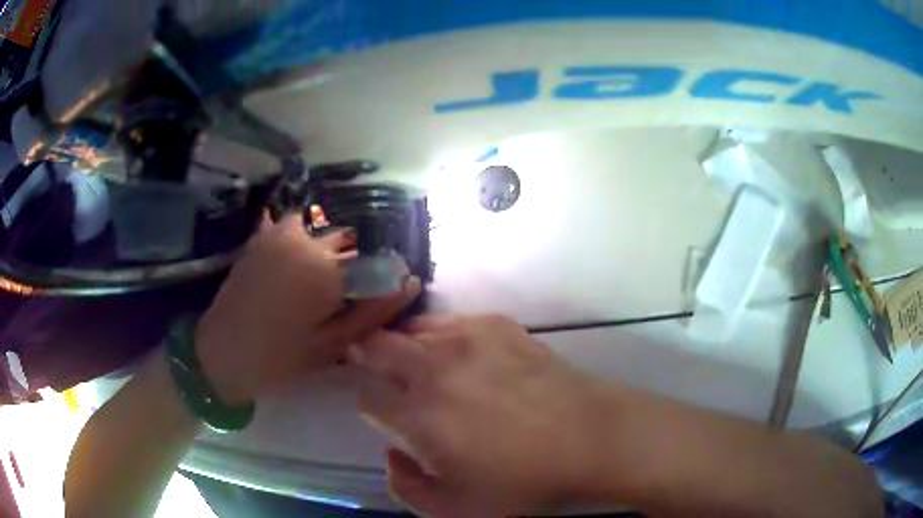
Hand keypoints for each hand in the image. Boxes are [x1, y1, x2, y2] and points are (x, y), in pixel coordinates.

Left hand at [196, 214, 420, 403]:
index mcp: (327, 268)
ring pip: (323, 231)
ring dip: (331, 248)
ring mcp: (280, 234)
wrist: (221, 353)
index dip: (381, 278)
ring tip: (322, 282)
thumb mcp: (332, 345)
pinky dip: (305, 235)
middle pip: (348, 242)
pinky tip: (300, 261)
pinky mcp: (262, 237)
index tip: (377, 297)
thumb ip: (373, 312)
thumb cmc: (280, 358)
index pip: (374, 261)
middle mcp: (306, 241)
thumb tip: (410, 283)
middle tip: (344, 296)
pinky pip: (295, 225)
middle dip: (355, 263)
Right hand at [351, 315, 616, 517]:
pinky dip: (441, 335)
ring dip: (403, 344)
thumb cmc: (524, 481)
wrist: (591, 438)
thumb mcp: (456, 510)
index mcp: (418, 417)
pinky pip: (450, 320)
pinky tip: (460, 354)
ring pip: (410, 329)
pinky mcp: (497, 324)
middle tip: (378, 370)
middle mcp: (432, 370)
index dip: (370, 407)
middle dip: (366, 358)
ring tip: (417, 361)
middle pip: (375, 346)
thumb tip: (392, 456)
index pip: (367, 399)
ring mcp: (466, 340)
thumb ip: (407, 489)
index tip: (382, 414)